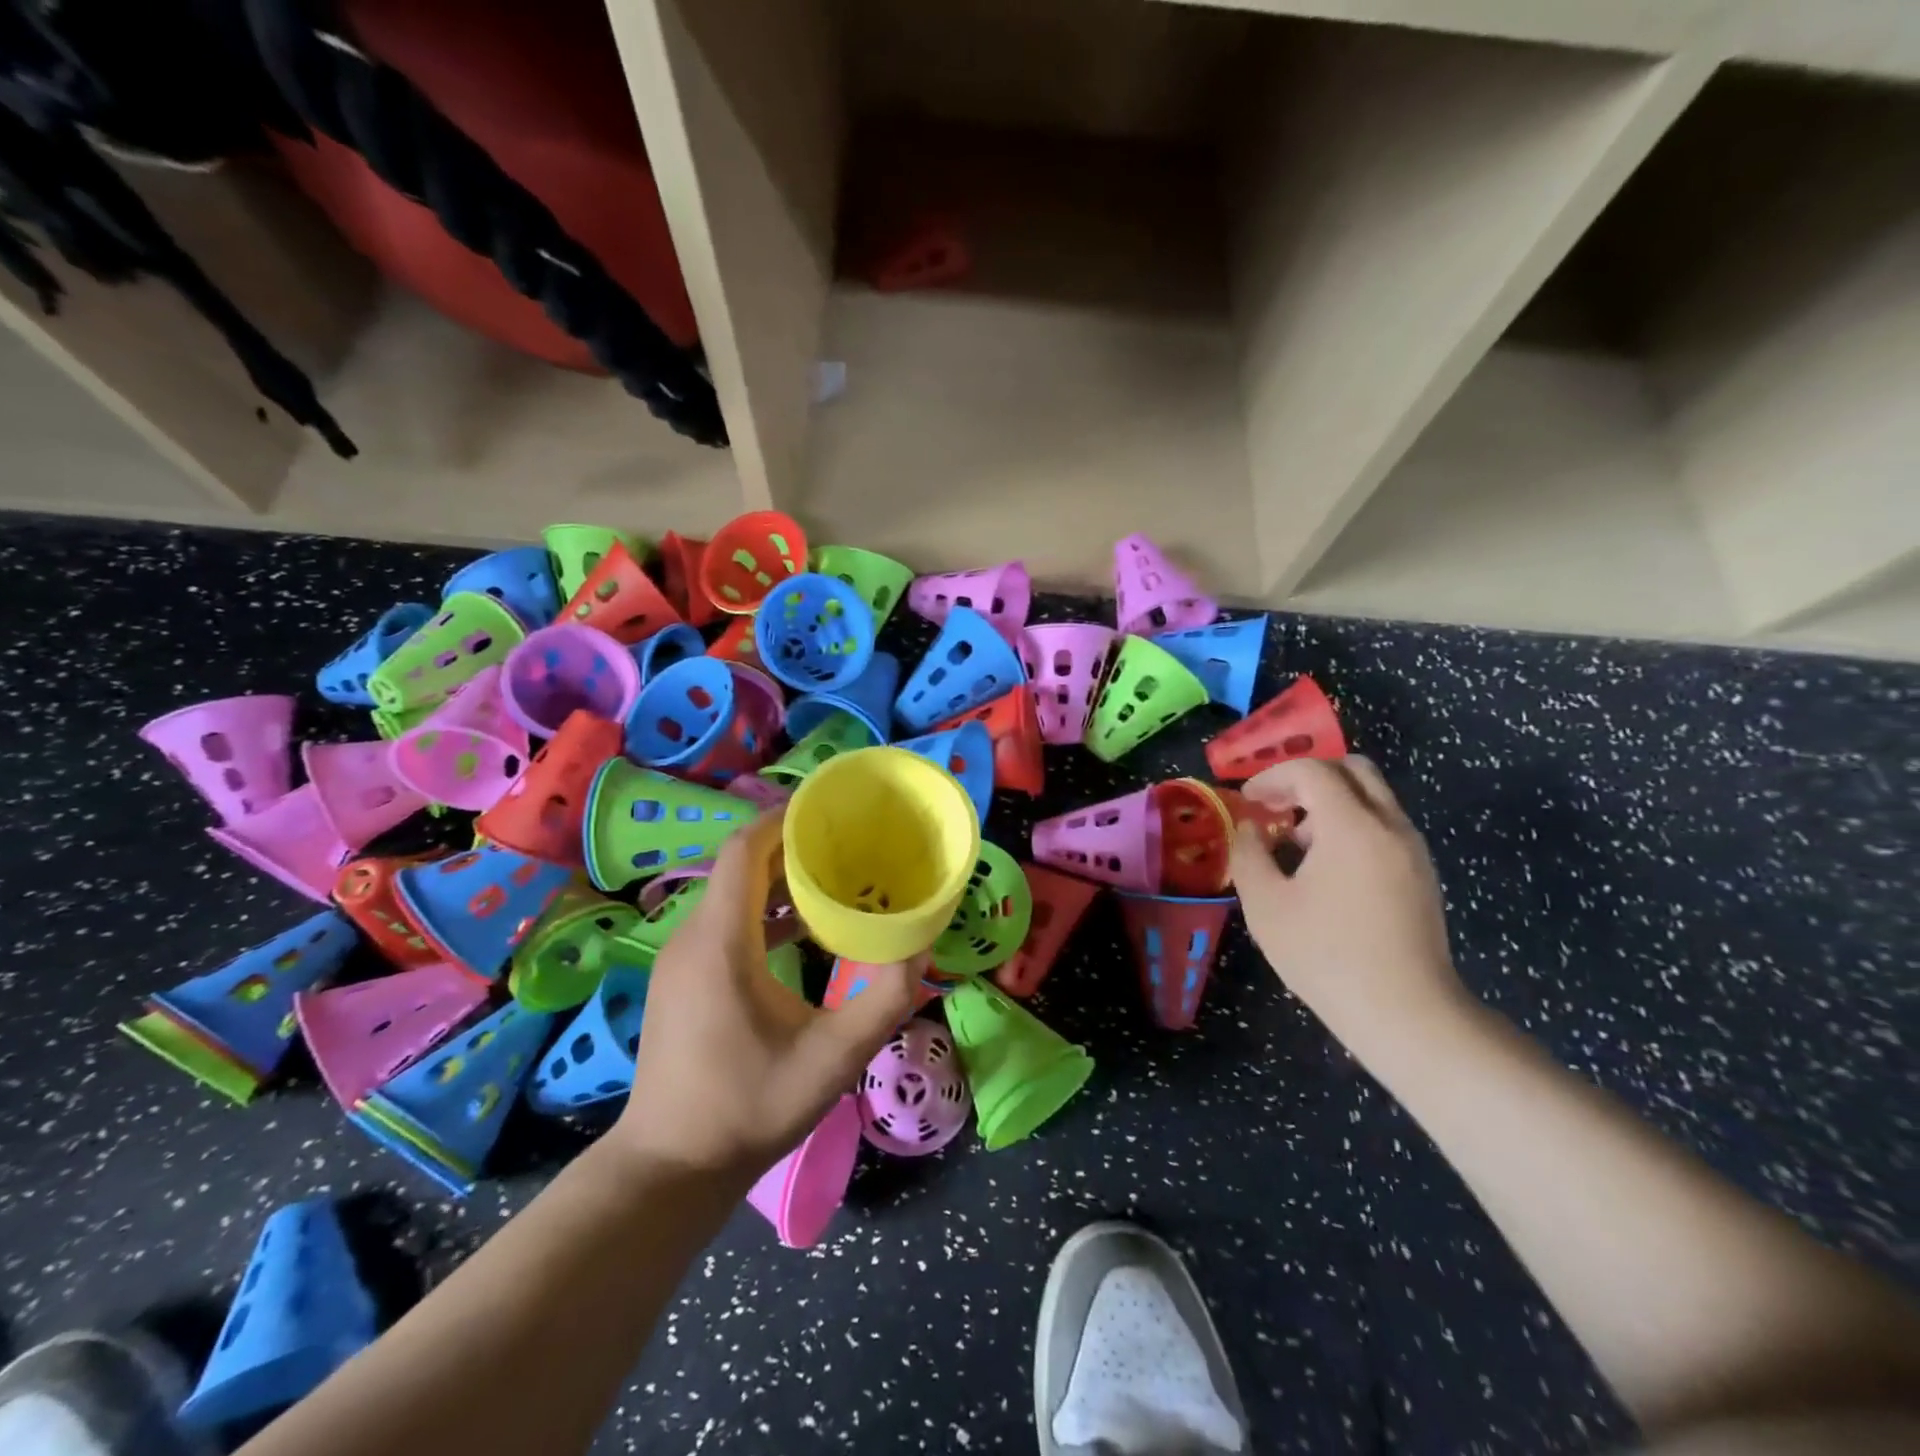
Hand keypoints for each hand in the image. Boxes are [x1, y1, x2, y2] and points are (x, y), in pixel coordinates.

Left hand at [613, 808, 918, 1178]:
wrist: (672, 1168)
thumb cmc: (751, 1107)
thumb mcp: (835, 1056)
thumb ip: (886, 998)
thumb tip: (922, 946)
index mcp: (721, 941)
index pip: (743, 850)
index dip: (783, 820)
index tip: (829, 811)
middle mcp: (692, 937)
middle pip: (740, 866)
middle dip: (793, 847)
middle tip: (850, 845)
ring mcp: (681, 959)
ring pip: (732, 894)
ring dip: (781, 881)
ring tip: (837, 880)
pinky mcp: (683, 979)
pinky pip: (725, 922)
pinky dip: (764, 912)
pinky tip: (804, 932)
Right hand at [1226, 757, 1469, 1058]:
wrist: (1406, 1013)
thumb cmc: (1327, 956)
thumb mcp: (1266, 905)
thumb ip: (1248, 854)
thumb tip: (1249, 827)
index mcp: (1352, 825)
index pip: (1312, 770)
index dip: (1272, 778)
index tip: (1247, 802)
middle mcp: (1390, 825)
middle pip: (1351, 769)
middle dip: (1307, 778)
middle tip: (1276, 807)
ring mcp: (1413, 849)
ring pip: (1371, 796)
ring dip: (1330, 803)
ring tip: (1296, 843)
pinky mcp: (1422, 874)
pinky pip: (1384, 825)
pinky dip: (1351, 825)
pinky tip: (1327, 869)